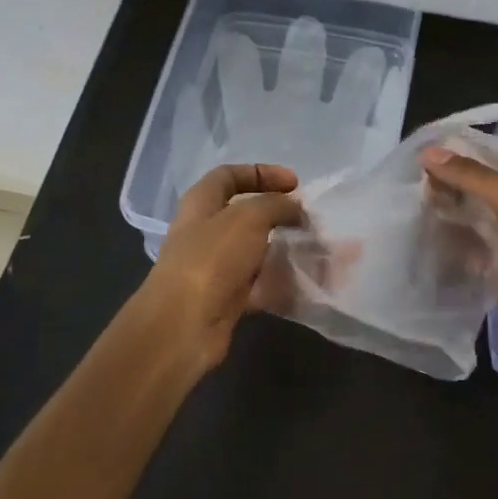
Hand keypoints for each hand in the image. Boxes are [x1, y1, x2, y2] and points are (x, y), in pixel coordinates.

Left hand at [137, 164, 304, 376]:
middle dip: (277, 213)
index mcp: (200, 204)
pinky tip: (303, 282)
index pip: (229, 176)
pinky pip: (257, 283)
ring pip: (253, 250)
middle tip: (306, 219)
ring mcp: (213, 267)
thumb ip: (275, 205)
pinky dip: (278, 282)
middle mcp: (203, 232)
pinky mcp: (224, 298)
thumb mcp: (248, 218)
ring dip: (282, 248)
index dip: (261, 173)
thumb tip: (294, 208)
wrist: (184, 325)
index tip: (295, 184)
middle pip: (243, 214)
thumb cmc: (212, 259)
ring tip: (313, 250)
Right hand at [420, 146, 497, 356]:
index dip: (466, 158)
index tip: (430, 153)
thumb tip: (427, 153)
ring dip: (448, 213)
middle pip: (481, 193)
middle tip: (417, 179)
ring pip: (472, 221)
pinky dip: (448, 242)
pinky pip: (467, 251)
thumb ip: (470, 175)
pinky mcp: (495, 269)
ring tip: (413, 200)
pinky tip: (422, 229)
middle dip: (453, 186)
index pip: (496, 165)